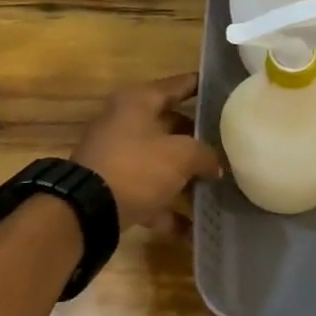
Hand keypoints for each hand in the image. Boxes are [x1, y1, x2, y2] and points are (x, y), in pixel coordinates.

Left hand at [71, 73, 223, 230]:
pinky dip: (169, 211)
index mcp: (137, 103)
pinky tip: (194, 229)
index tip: (223, 89)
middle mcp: (124, 124)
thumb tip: (215, 165)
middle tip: (227, 143)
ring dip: (185, 177)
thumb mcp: (181, 155)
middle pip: (169, 126)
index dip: (200, 86)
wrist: (87, 211)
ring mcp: (117, 158)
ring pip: (160, 163)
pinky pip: (149, 196)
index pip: (177, 86)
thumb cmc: (137, 167)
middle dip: (197, 138)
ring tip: (217, 186)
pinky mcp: (114, 190)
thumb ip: (205, 154)